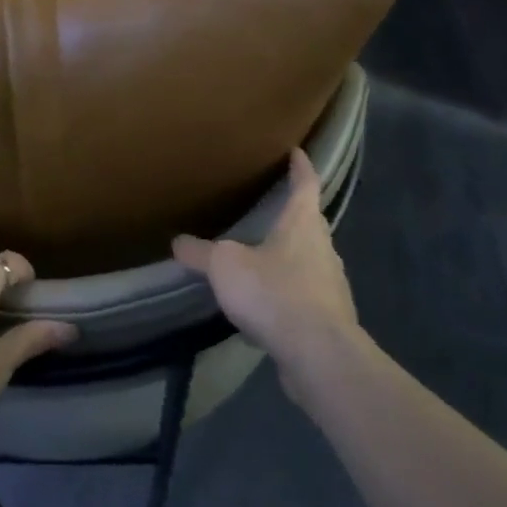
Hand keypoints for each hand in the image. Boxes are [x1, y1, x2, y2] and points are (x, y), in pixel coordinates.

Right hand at [173, 149, 359, 373]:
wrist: (319, 355)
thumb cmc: (275, 293)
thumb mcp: (226, 267)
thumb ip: (201, 254)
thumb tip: (177, 241)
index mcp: (303, 224)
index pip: (306, 184)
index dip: (301, 166)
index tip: (297, 151)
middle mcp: (323, 248)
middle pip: (310, 222)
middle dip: (294, 212)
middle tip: (272, 204)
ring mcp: (330, 284)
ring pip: (310, 259)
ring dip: (291, 254)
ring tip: (264, 255)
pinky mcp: (328, 318)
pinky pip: (306, 294)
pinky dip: (289, 291)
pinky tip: (268, 303)